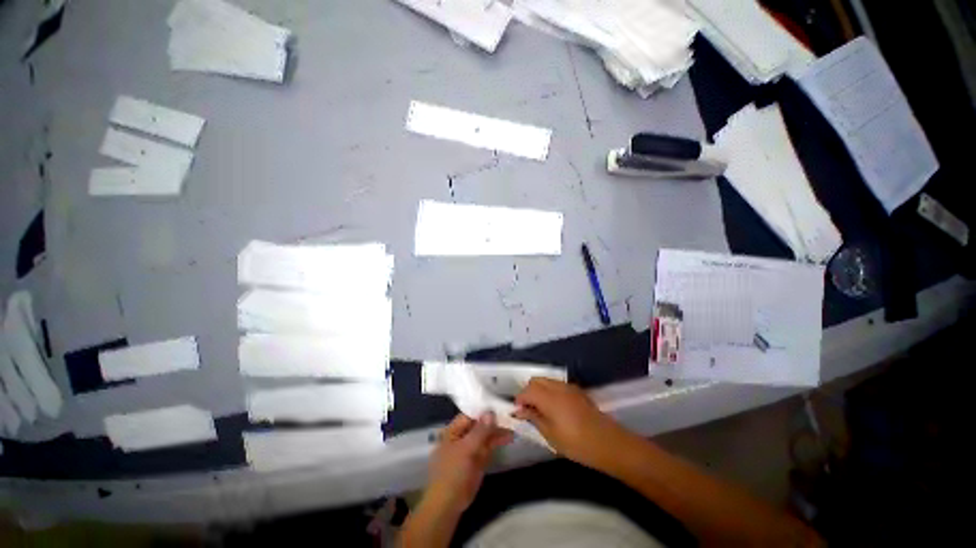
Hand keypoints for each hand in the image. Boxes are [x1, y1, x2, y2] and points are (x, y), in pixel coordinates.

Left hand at [425, 412, 512, 514]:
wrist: (449, 503)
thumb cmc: (452, 472)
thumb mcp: (466, 449)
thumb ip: (479, 431)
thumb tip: (490, 412)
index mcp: (453, 430)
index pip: (470, 414)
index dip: (484, 409)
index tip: (499, 404)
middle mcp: (462, 436)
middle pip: (479, 424)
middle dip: (494, 420)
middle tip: (510, 414)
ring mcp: (471, 447)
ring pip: (486, 434)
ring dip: (498, 430)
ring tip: (513, 424)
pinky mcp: (478, 458)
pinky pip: (489, 446)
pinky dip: (498, 440)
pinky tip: (509, 436)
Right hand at [514, 378, 630, 468]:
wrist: (608, 443)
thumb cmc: (577, 443)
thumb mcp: (551, 435)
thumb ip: (534, 418)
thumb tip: (520, 411)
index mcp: (549, 398)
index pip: (527, 390)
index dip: (519, 400)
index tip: (517, 412)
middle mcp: (557, 387)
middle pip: (536, 380)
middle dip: (528, 392)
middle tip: (528, 410)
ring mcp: (569, 387)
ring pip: (546, 380)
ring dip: (539, 390)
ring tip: (541, 409)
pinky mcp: (577, 391)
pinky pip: (557, 384)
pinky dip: (550, 391)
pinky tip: (555, 408)